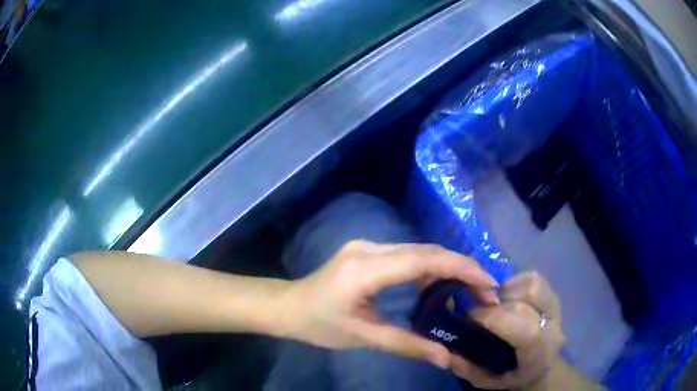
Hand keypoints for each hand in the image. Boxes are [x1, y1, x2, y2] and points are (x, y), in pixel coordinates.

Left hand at [279, 240, 498, 368]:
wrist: (288, 306)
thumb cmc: (318, 325)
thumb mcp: (363, 338)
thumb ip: (407, 345)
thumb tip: (446, 357)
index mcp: (364, 269)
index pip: (424, 260)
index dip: (461, 268)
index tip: (488, 284)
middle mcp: (369, 248)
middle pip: (427, 250)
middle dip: (461, 268)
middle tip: (485, 292)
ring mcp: (367, 245)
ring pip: (419, 250)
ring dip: (447, 267)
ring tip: (469, 291)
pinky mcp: (367, 250)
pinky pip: (407, 254)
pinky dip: (429, 268)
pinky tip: (438, 287)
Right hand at [451, 272, 564, 389]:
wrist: (543, 365)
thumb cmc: (514, 376)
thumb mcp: (487, 382)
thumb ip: (468, 369)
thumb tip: (448, 351)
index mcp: (540, 351)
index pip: (525, 329)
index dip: (494, 318)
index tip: (470, 318)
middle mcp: (553, 325)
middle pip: (526, 302)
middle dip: (496, 303)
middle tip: (478, 312)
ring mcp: (556, 306)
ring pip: (532, 284)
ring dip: (507, 290)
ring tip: (495, 304)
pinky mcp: (553, 293)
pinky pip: (533, 278)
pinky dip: (515, 282)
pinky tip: (506, 297)